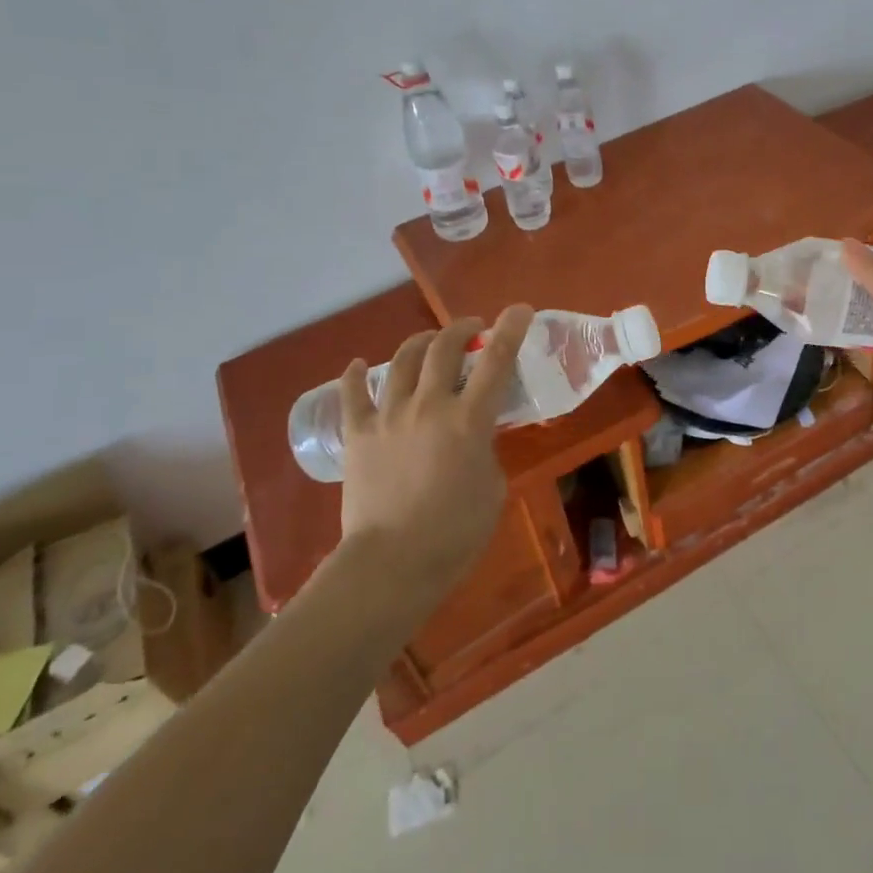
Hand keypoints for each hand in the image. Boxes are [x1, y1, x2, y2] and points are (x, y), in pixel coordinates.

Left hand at [332, 305, 534, 597]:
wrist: (392, 563)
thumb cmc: (456, 532)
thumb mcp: (492, 485)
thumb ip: (486, 449)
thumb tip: (474, 436)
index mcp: (468, 419)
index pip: (496, 361)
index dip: (511, 329)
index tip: (519, 309)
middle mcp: (428, 405)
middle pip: (444, 348)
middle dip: (462, 329)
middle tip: (473, 329)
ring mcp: (388, 416)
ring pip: (402, 361)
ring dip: (420, 342)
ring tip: (429, 341)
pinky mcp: (357, 434)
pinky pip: (353, 395)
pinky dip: (355, 376)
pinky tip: (357, 365)